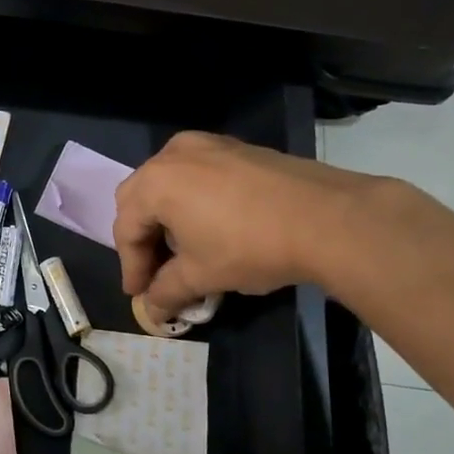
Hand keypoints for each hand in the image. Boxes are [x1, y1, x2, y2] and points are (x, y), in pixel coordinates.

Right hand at [113, 131, 384, 318]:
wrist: (327, 217)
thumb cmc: (249, 246)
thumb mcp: (202, 276)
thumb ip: (166, 291)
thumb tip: (152, 309)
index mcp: (155, 183)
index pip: (126, 229)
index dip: (130, 267)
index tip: (139, 295)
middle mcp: (173, 155)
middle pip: (139, 198)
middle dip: (142, 236)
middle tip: (153, 269)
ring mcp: (207, 145)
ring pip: (168, 181)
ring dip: (166, 215)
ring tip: (182, 247)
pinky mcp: (237, 147)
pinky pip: (197, 173)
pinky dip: (192, 199)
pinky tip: (211, 224)